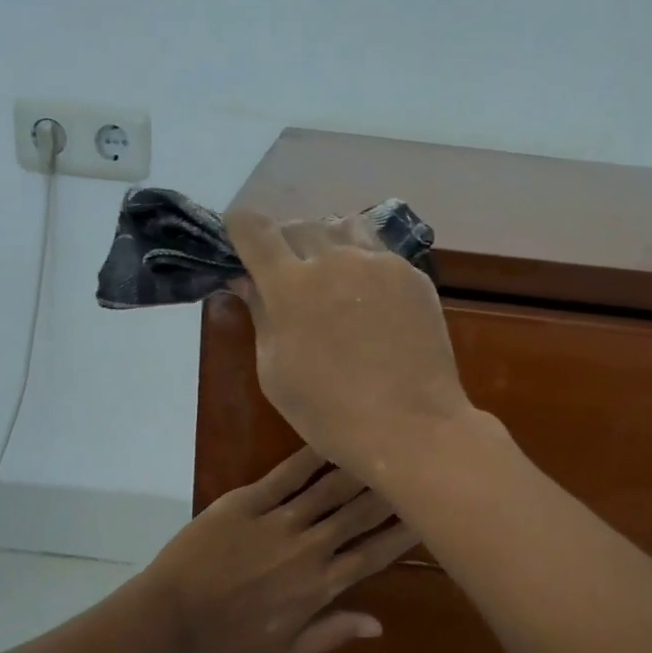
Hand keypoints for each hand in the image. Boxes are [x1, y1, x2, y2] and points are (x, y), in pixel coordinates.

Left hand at [138, 446, 417, 652]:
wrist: (168, 621)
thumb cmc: (226, 644)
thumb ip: (332, 634)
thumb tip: (379, 624)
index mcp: (320, 586)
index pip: (374, 553)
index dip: (404, 533)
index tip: (429, 513)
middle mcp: (308, 547)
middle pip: (359, 513)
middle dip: (391, 489)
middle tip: (415, 464)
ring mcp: (277, 521)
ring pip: (330, 489)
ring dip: (359, 468)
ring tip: (383, 446)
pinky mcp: (247, 502)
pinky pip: (286, 474)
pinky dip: (310, 456)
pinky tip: (330, 438)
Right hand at [224, 210, 472, 475]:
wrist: (410, 427)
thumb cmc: (329, 412)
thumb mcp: (275, 372)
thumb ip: (261, 316)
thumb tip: (249, 281)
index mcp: (290, 284)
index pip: (254, 228)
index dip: (240, 227)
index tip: (239, 240)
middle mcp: (334, 259)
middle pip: (299, 225)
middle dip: (284, 243)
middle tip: (287, 274)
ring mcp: (379, 263)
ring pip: (343, 228)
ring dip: (327, 243)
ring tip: (330, 275)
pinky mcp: (412, 275)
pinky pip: (379, 253)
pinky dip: (363, 263)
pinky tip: (369, 298)